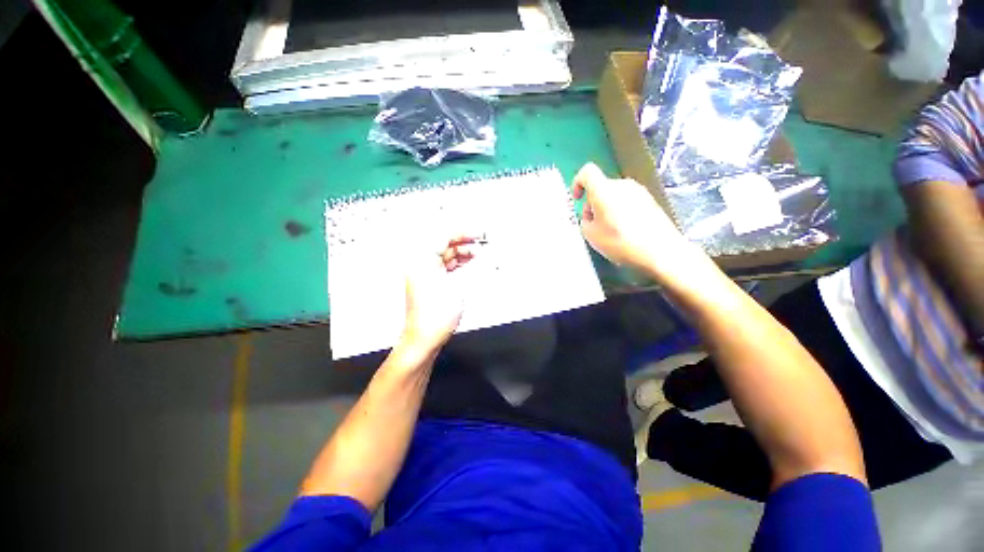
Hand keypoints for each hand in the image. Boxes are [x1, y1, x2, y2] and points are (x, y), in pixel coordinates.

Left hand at [399, 235, 477, 354]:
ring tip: (478, 254)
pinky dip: (457, 263)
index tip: (478, 234)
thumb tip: (481, 255)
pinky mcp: (428, 283)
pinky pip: (444, 266)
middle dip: (463, 242)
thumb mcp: (457, 287)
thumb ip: (471, 268)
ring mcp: (423, 274)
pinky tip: (468, 263)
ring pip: (445, 256)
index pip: (443, 236)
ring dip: (461, 253)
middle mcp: (420, 264)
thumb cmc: (435, 316)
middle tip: (480, 243)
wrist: (423, 339)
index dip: (463, 233)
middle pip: (443, 245)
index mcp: (422, 261)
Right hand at [572, 163, 709, 280]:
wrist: (661, 252)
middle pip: (601, 187)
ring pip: (614, 195)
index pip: (587, 172)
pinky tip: (625, 232)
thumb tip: (591, 217)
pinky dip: (620, 212)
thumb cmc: (620, 242)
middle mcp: (622, 185)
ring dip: (606, 209)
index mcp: (604, 190)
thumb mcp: (591, 236)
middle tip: (593, 225)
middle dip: (593, 203)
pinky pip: (627, 202)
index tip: (577, 199)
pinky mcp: (651, 201)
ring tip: (609, 231)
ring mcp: (639, 192)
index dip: (577, 183)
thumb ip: (585, 221)